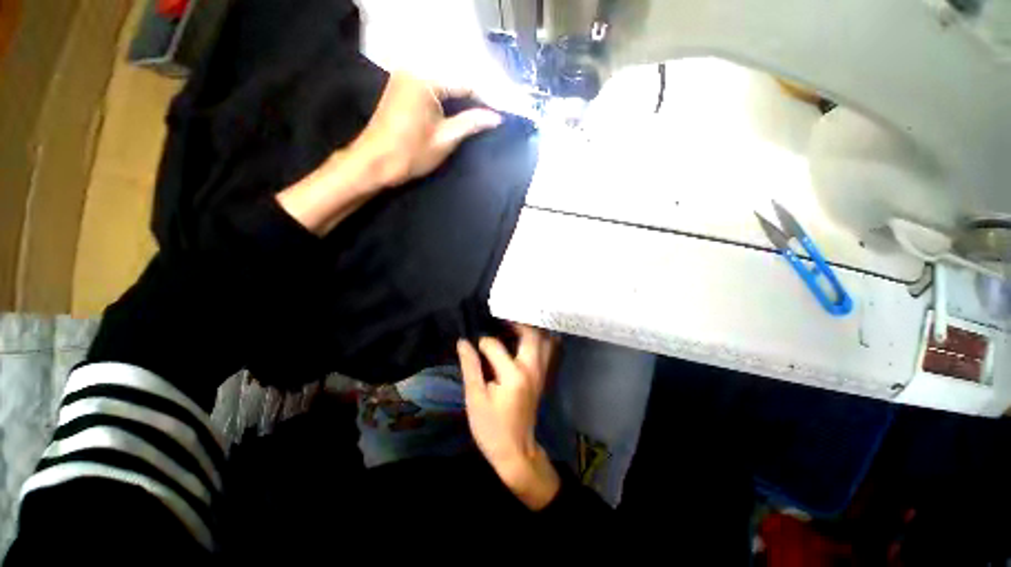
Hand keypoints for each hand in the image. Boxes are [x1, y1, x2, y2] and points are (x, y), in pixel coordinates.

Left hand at [352, 73, 502, 186]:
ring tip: (481, 113)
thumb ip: (471, 123)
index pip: (465, 84)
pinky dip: (446, 99)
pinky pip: (431, 88)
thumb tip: (497, 117)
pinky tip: (459, 110)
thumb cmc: (410, 153)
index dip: (486, 99)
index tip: (501, 113)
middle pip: (454, 80)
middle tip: (493, 114)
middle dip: (474, 98)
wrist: (373, 163)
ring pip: (443, 84)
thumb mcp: (445, 139)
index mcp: (425, 79)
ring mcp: (405, 77)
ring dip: (461, 99)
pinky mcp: (400, 88)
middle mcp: (414, 70)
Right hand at [458, 324, 560, 509]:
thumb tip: (463, 342)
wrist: (517, 451)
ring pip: (543, 339)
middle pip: (530, 333)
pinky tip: (524, 339)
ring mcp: (541, 371)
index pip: (495, 345)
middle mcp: (532, 368)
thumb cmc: (492, 428)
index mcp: (513, 374)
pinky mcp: (543, 376)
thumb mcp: (475, 398)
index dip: (481, 342)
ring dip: (529, 328)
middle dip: (514, 322)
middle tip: (498, 320)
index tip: (473, 344)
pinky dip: (538, 339)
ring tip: (511, 326)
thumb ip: (470, 367)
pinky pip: (547, 349)